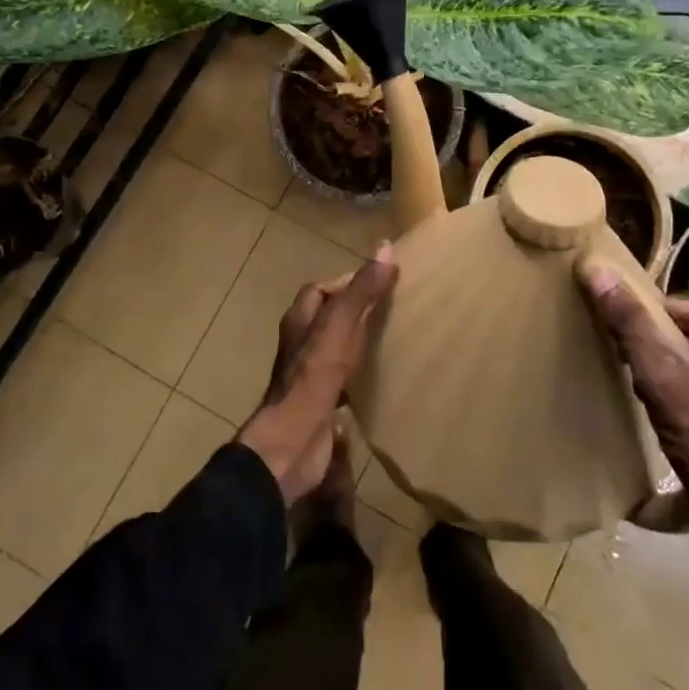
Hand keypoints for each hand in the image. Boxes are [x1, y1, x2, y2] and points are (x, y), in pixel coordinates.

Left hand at [239, 244, 396, 503]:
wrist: (294, 442)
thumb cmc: (313, 376)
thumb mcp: (340, 326)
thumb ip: (361, 290)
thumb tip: (386, 247)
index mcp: (300, 320)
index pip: (323, 289)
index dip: (350, 283)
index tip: (382, 284)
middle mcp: (302, 343)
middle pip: (330, 317)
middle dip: (358, 311)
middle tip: (394, 309)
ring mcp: (310, 373)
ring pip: (338, 346)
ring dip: (360, 341)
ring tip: (394, 338)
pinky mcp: (322, 400)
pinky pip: (345, 377)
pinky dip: (362, 371)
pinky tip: (383, 375)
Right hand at [583, 284, 688, 521]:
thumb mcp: (661, 377)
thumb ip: (629, 322)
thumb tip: (595, 267)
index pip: (673, 308)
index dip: (647, 333)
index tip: (636, 363)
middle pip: (683, 328)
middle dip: (658, 353)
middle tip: (648, 386)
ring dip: (667, 371)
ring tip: (660, 402)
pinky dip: (684, 387)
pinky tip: (675, 414)